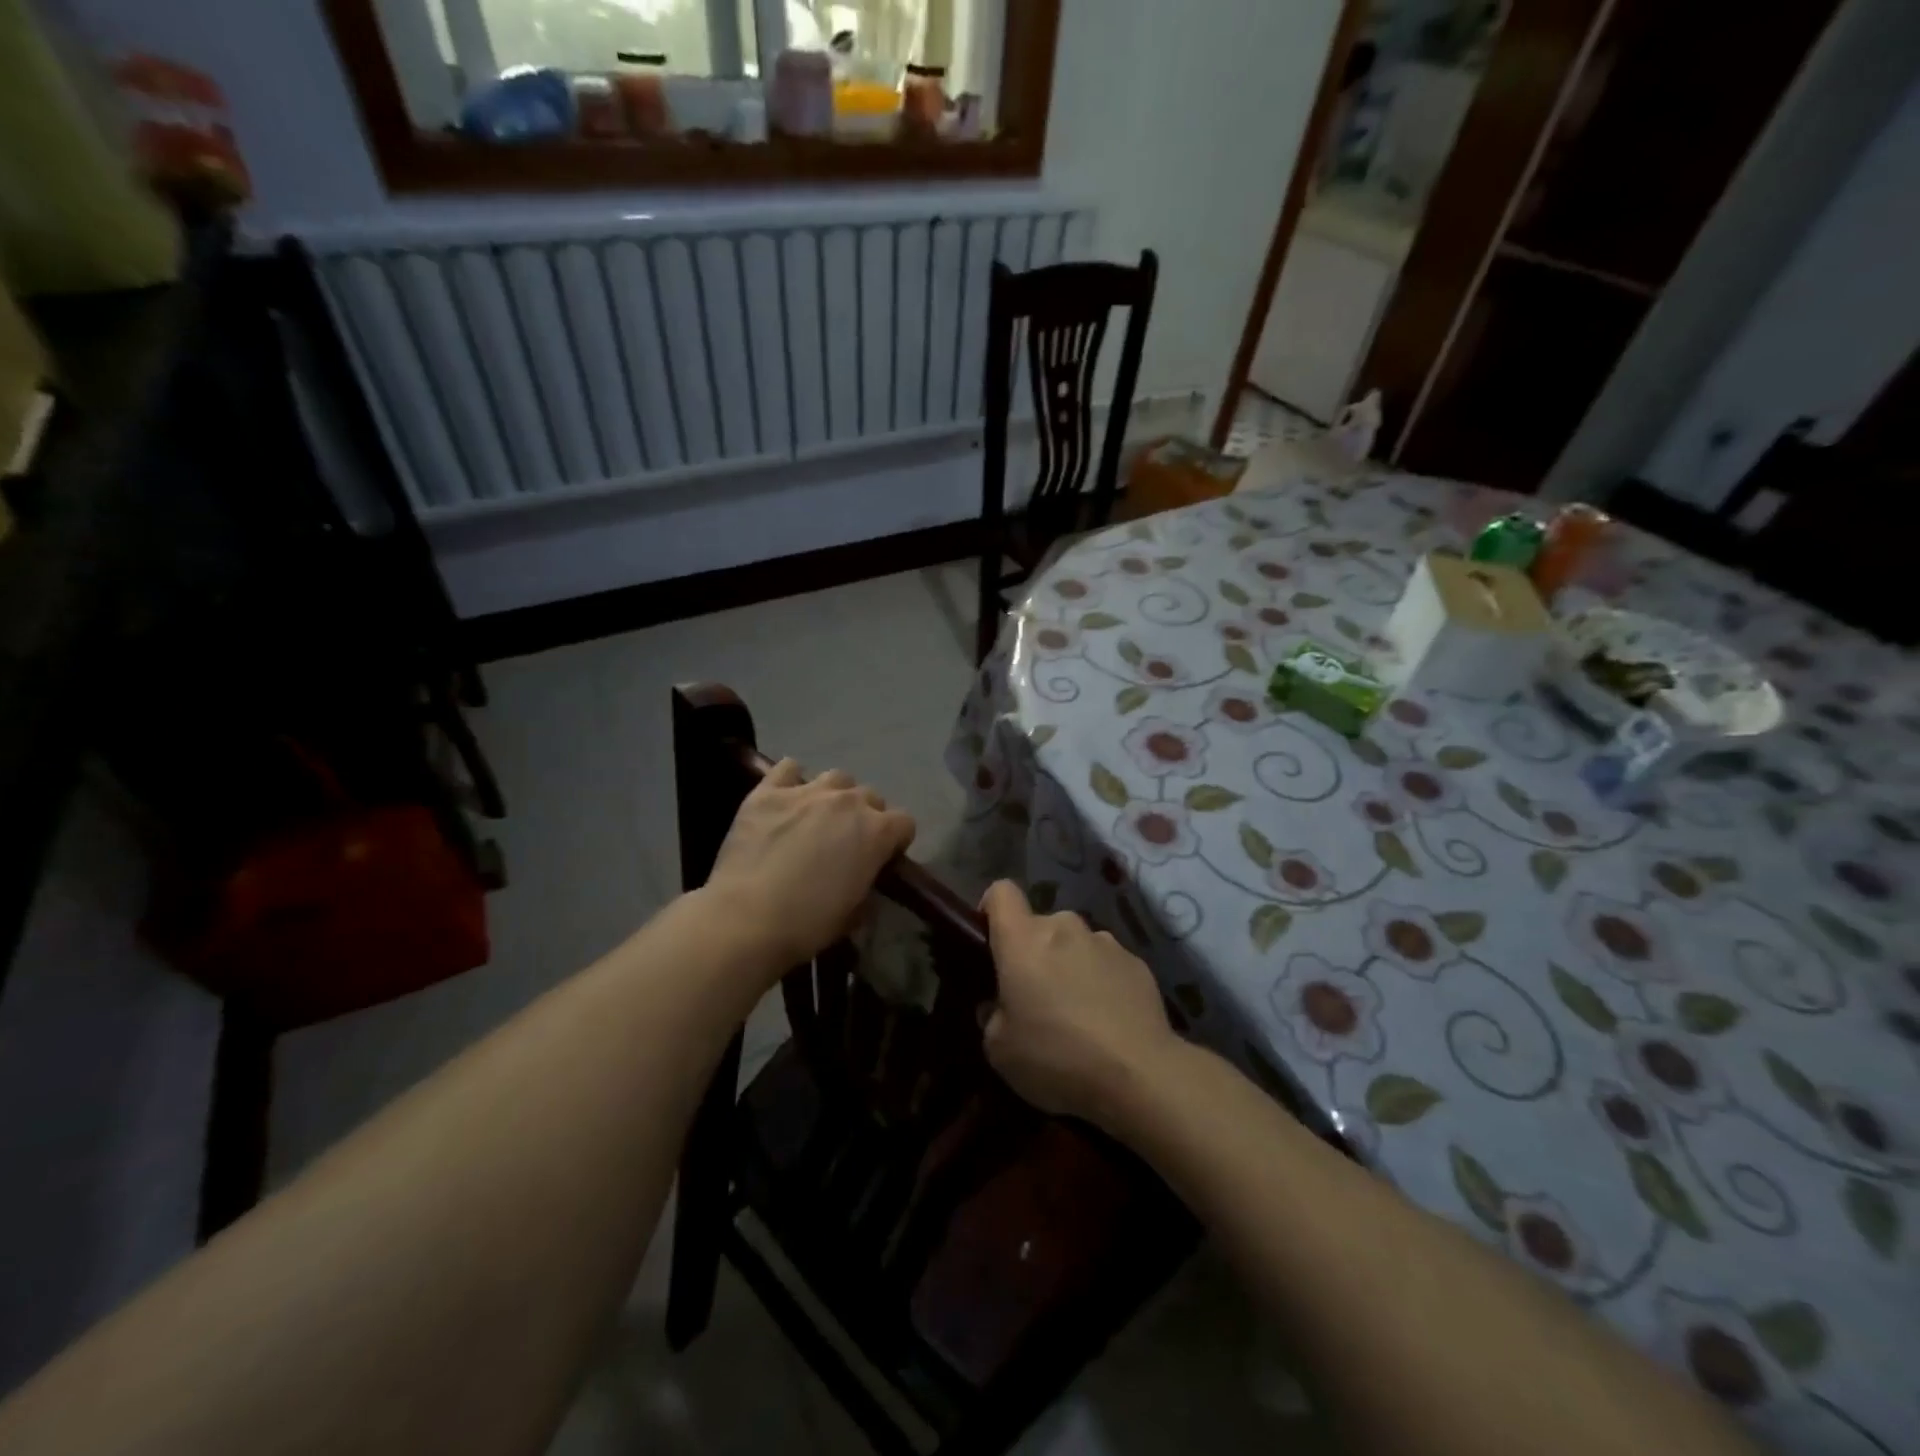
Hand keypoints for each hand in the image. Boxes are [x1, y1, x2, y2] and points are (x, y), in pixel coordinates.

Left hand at [704, 759, 915, 972]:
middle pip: (870, 796)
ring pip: (836, 778)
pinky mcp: (769, 791)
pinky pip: (789, 768)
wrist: (747, 919)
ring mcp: (808, 791)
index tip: (882, 858)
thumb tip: (862, 882)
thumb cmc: (807, 924)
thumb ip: (866, 887)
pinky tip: (786, 799)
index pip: (904, 823)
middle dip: (865, 816)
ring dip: (834, 795)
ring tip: (817, 817)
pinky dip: (792, 779)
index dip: (896, 841)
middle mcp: (848, 802)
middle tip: (846, 842)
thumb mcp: (853, 914)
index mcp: (877, 832)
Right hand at [980, 880, 1179, 1129]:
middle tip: (1035, 999)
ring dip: (1069, 967)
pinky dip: (1102, 983)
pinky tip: (1108, 1022)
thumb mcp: (1000, 1050)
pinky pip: (1107, 964)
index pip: (1000, 893)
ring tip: (1077, 1014)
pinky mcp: (1137, 962)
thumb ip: (991, 1017)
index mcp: (1023, 939)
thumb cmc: (1056, 1057)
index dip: (991, 910)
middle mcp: (1064, 927)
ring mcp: (1105, 942)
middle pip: (1040, 925)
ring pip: (1075, 945)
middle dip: (1034, 953)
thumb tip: (998, 1005)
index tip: (992, 942)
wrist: (1140, 1076)